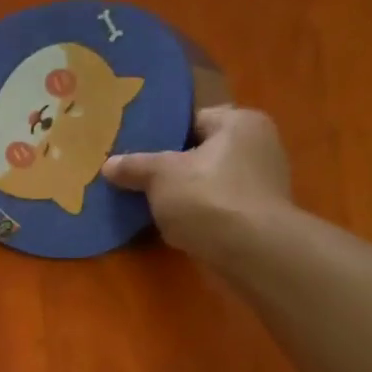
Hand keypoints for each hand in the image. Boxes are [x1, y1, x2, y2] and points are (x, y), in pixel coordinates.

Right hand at [101, 104, 293, 259]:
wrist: (251, 251)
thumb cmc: (207, 197)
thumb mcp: (160, 176)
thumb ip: (134, 166)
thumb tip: (108, 165)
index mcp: (240, 122)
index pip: (194, 120)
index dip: (164, 135)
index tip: (137, 153)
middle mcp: (259, 146)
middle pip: (202, 153)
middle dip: (172, 167)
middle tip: (139, 180)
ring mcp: (263, 184)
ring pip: (209, 183)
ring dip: (184, 194)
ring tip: (151, 205)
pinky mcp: (259, 217)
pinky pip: (218, 208)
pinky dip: (199, 215)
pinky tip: (175, 226)